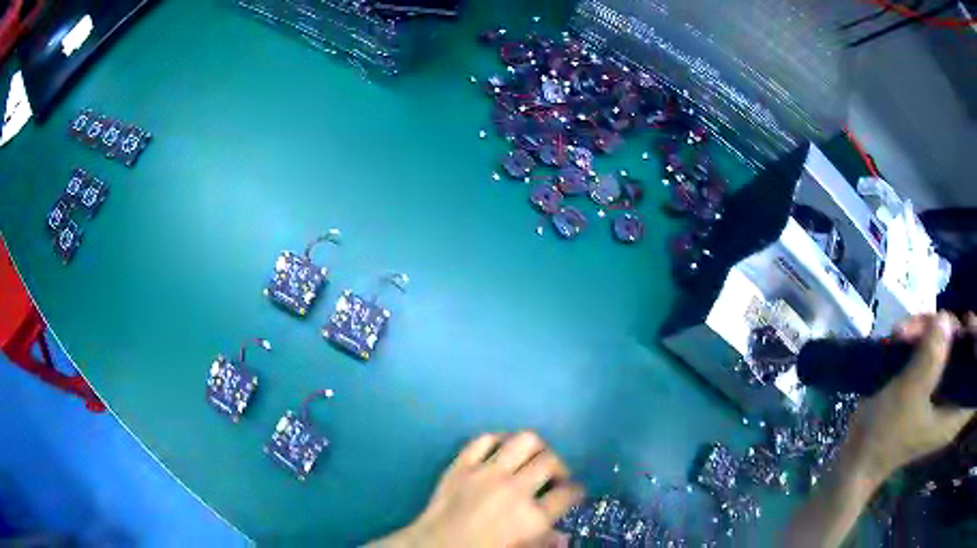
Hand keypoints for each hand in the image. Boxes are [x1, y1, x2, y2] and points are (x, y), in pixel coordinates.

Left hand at [376, 432, 582, 547]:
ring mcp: (487, 473)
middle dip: (560, 467)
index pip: (568, 493)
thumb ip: (545, 544)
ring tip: (532, 459)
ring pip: (524, 441)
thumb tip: (563, 536)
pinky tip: (500, 451)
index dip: (576, 491)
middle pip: (550, 461)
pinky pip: (484, 439)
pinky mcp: (462, 464)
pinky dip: (497, 440)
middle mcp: (514, 489)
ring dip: (535, 448)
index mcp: (532, 517)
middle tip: (554, 477)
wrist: (435, 547)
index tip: (574, 492)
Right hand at [844, 312, 976, 483]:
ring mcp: (940, 389)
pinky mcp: (927, 384)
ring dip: (928, 329)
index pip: (976, 373)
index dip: (976, 342)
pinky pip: (932, 348)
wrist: (854, 458)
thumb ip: (930, 358)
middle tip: (928, 322)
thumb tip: (945, 319)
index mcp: (955, 411)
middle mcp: (953, 397)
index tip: (965, 325)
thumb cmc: (884, 436)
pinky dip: (919, 337)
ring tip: (902, 332)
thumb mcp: (907, 396)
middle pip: (964, 346)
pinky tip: (901, 336)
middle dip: (948, 327)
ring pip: (947, 342)